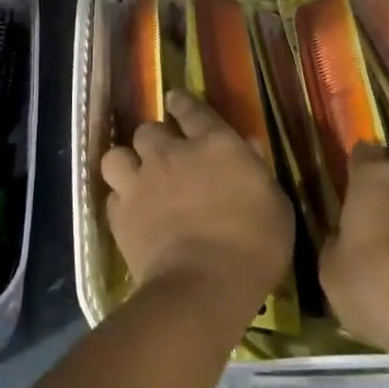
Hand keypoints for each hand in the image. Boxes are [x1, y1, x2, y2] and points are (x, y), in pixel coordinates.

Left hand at [100, 89, 293, 321]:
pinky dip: (122, 201)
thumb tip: (248, 145)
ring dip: (127, 163)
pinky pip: (113, 196)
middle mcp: (170, 154)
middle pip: (148, 130)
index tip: (176, 102)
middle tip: (164, 154)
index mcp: (213, 144)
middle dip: (155, 138)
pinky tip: (132, 212)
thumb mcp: (275, 204)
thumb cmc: (254, 245)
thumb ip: (258, 169)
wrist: (203, 286)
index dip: (182, 103)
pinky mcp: (120, 215)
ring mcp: (141, 183)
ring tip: (137, 177)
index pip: (191, 109)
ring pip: (117, 155)